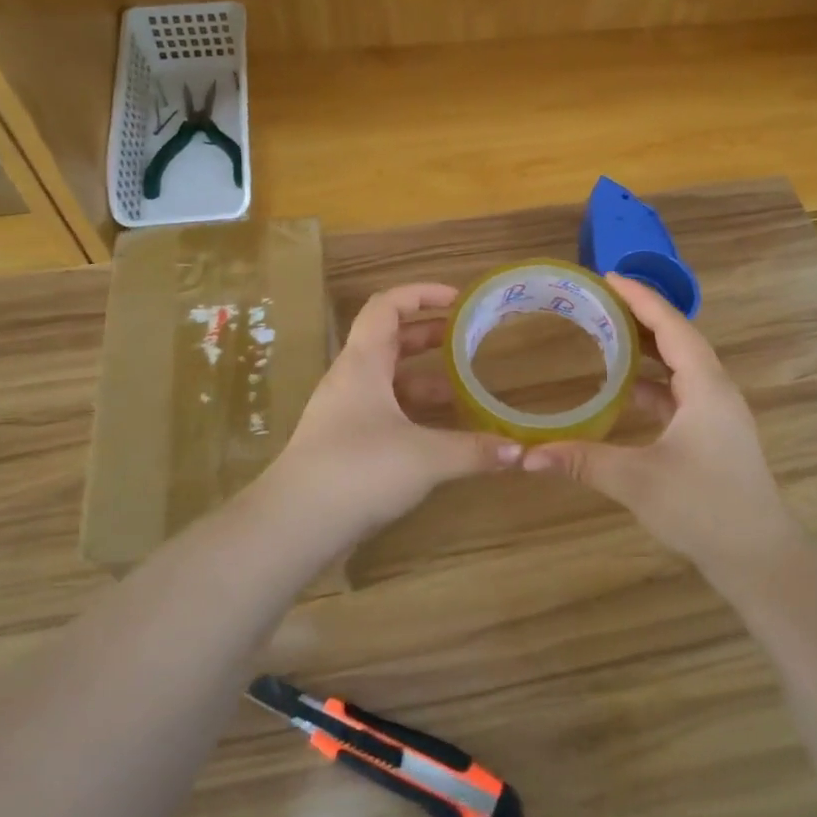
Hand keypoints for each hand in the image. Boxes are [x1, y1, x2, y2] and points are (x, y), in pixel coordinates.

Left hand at [267, 283, 521, 543]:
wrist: (296, 523)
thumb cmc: (359, 470)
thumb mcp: (425, 457)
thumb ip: (474, 450)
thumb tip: (520, 452)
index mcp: (363, 363)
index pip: (387, 306)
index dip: (421, 294)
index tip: (458, 300)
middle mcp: (350, 379)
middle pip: (390, 341)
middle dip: (430, 337)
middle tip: (469, 341)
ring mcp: (344, 412)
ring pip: (388, 381)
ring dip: (425, 380)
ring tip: (464, 392)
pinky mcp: (344, 443)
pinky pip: (384, 413)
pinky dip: (413, 413)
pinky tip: (440, 434)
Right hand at [521, 275, 803, 576]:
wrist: (759, 558)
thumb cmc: (704, 509)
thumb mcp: (637, 481)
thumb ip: (583, 461)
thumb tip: (528, 456)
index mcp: (706, 387)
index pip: (672, 326)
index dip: (640, 298)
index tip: (608, 277)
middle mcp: (716, 391)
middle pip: (678, 339)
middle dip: (641, 316)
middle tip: (600, 301)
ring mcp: (718, 415)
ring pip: (681, 366)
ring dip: (648, 349)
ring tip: (608, 334)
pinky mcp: (714, 435)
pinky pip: (681, 392)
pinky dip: (653, 382)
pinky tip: (625, 390)